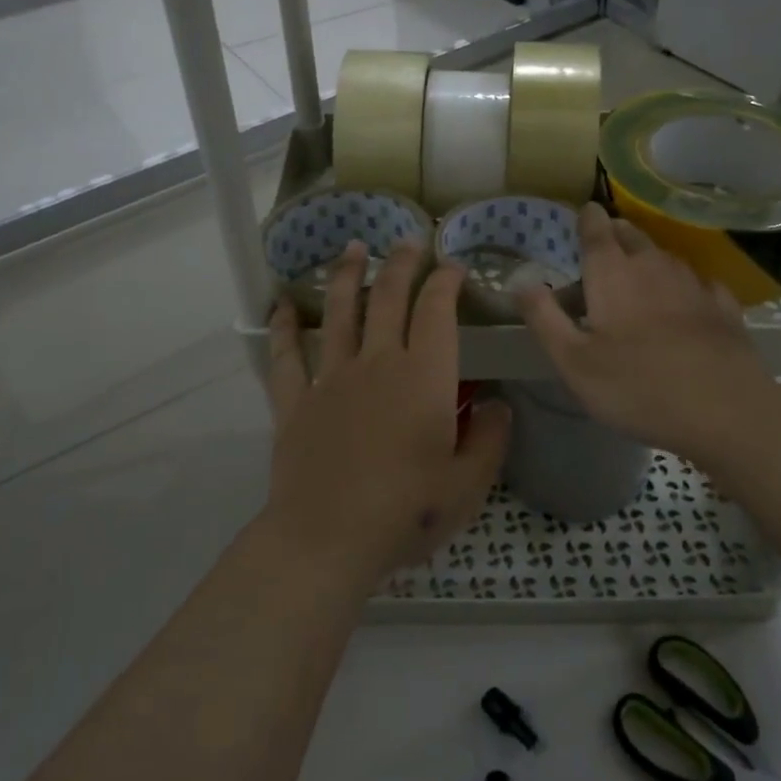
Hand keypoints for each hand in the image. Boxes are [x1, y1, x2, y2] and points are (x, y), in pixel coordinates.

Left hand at [263, 241, 512, 587]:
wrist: (326, 540)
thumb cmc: (405, 512)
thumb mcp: (467, 487)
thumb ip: (489, 440)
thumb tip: (498, 405)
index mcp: (423, 377)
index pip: (436, 311)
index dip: (445, 281)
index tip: (452, 267)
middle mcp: (377, 363)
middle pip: (387, 298)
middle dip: (400, 264)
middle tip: (407, 241)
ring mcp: (331, 378)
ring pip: (340, 312)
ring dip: (347, 276)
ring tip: (353, 248)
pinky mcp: (296, 401)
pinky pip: (287, 355)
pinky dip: (284, 327)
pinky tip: (283, 305)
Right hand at [517, 203, 780, 470]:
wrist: (724, 410)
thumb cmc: (636, 386)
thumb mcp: (573, 361)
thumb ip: (544, 318)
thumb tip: (520, 282)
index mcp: (612, 273)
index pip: (596, 228)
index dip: (587, 218)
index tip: (583, 215)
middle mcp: (653, 266)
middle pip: (631, 235)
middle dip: (615, 235)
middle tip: (602, 251)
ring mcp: (693, 283)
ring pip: (664, 257)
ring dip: (647, 260)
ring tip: (637, 278)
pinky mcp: (723, 307)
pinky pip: (698, 283)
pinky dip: (684, 287)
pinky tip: (685, 302)